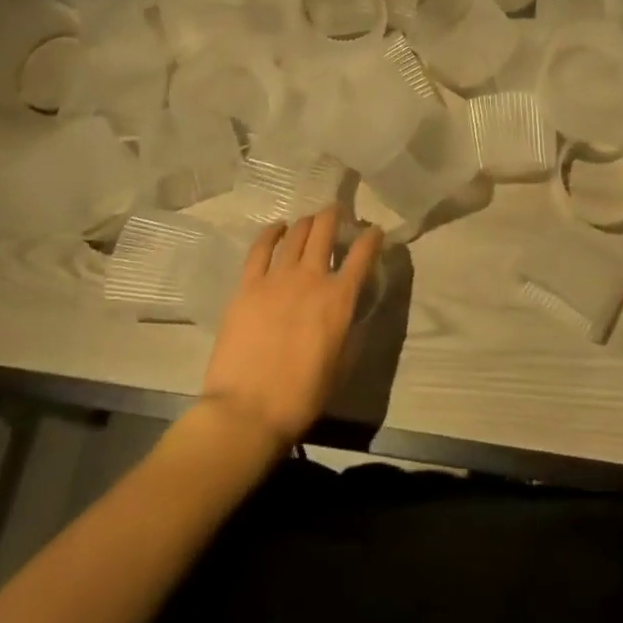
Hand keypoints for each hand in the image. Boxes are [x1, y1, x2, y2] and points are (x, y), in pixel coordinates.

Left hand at [199, 206, 381, 454]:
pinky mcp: (248, 285)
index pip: (363, 254)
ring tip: (310, 220)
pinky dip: (272, 233)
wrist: (247, 410)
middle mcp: (312, 277)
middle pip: (325, 230)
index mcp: (340, 298)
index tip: (375, 231)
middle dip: (335, 215)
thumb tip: (353, 310)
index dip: (372, 237)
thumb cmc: (301, 396)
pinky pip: (261, 248)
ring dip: (307, 222)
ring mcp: (277, 277)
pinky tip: (277, 228)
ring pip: (297, 233)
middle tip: (337, 211)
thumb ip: (350, 330)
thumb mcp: (342, 365)